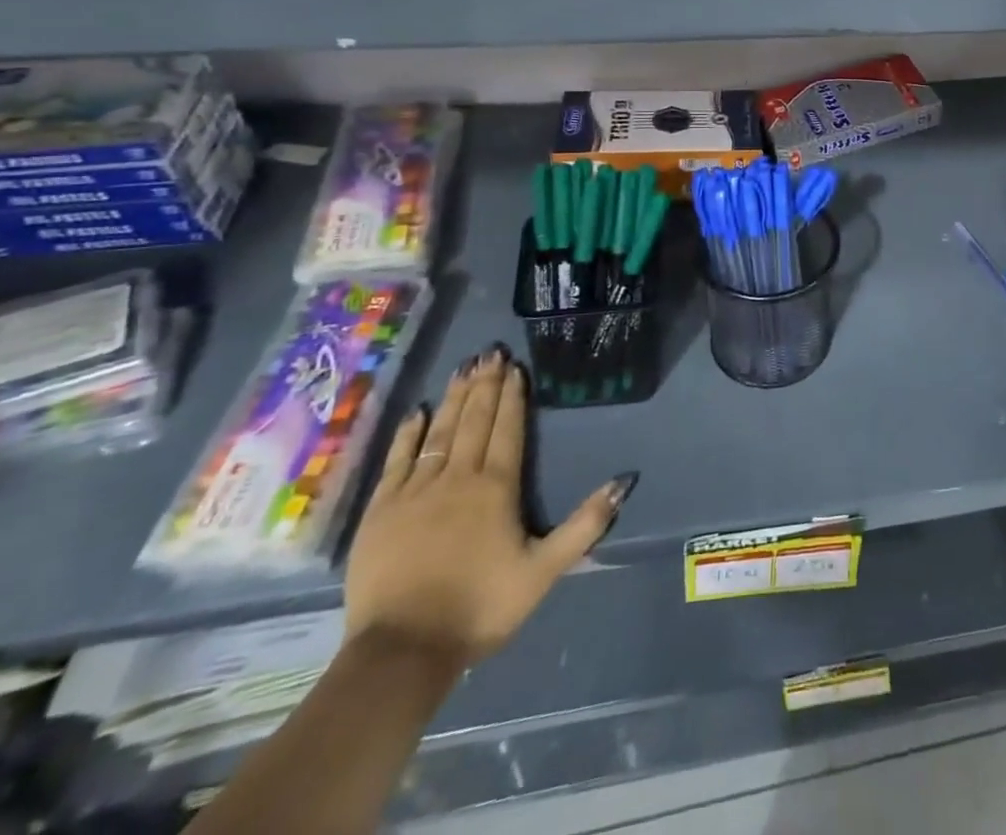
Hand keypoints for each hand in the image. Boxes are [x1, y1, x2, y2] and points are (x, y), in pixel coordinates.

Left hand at [344, 346, 635, 669]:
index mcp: (496, 488)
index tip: (515, 367)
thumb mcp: (544, 571)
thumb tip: (624, 481)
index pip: (507, 429)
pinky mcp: (381, 511)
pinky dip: (408, 434)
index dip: (512, 396)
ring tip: (463, 368)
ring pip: (438, 432)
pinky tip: (417, 413)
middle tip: (490, 352)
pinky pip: (397, 461)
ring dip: (453, 398)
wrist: (401, 652)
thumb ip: (585, 525)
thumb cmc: (480, 608)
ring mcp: (415, 492)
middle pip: (474, 421)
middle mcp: (457, 478)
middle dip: (485, 385)